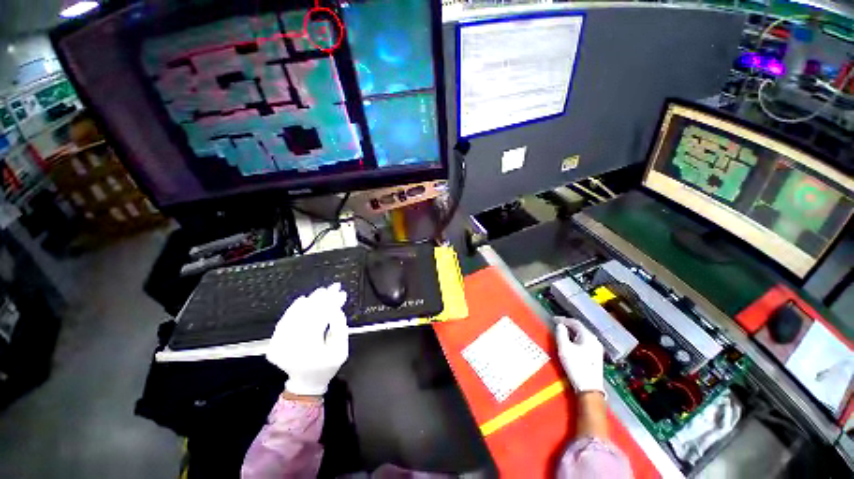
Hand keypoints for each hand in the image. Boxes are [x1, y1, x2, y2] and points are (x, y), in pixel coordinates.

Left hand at [266, 283, 349, 396]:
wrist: (305, 382)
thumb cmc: (327, 367)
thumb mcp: (341, 351)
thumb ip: (340, 329)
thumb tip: (336, 309)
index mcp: (309, 351)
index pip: (321, 319)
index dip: (332, 304)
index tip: (342, 293)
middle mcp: (291, 347)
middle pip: (308, 315)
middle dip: (322, 299)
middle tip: (333, 287)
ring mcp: (279, 344)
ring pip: (295, 315)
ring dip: (309, 301)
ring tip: (322, 291)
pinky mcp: (274, 342)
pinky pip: (284, 321)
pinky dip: (294, 309)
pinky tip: (303, 299)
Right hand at [555, 317, 604, 395]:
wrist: (589, 387)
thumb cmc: (576, 366)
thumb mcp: (564, 348)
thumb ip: (561, 334)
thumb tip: (560, 325)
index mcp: (588, 336)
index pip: (575, 323)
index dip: (563, 319)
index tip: (553, 319)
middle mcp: (594, 340)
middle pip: (580, 328)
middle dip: (568, 325)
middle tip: (557, 324)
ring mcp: (596, 348)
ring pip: (582, 335)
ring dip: (572, 332)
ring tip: (562, 332)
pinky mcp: (595, 355)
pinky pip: (584, 341)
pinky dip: (576, 338)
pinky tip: (571, 342)